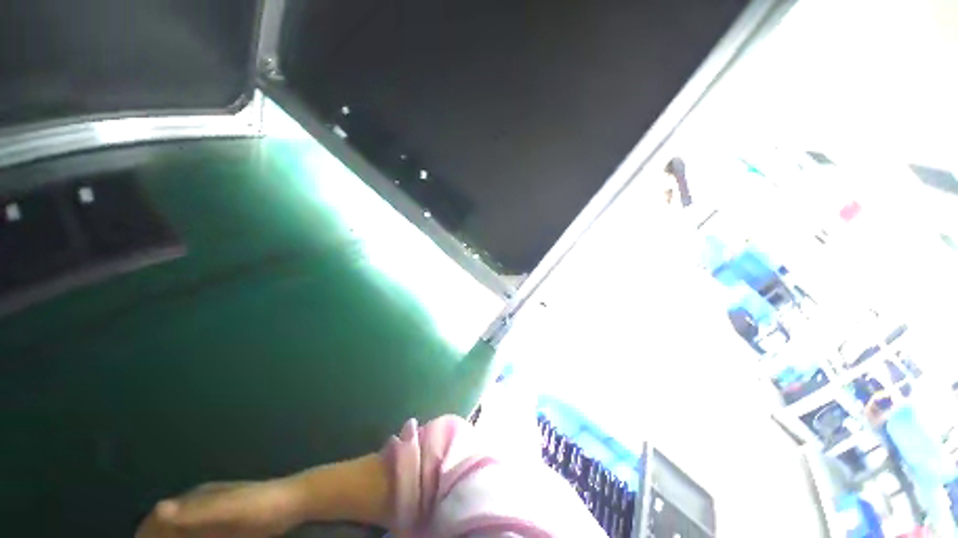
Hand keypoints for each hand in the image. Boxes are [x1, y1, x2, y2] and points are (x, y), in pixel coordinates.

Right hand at [135, 480, 304, 537]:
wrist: (293, 503)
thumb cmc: (259, 504)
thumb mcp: (227, 509)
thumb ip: (195, 512)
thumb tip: (158, 509)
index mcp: (197, 499)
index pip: (159, 517)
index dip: (145, 534)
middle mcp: (201, 508)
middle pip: (170, 530)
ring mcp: (214, 520)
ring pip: (184, 537)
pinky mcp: (226, 530)